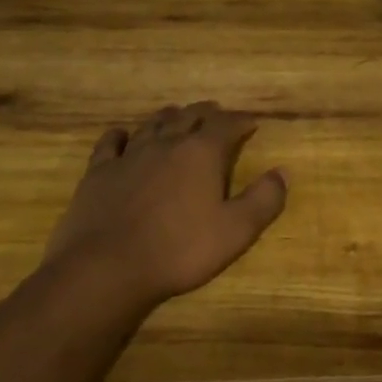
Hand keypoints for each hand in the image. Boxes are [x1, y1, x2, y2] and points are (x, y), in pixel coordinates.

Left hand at [45, 102, 287, 306]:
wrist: (106, 268)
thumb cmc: (179, 250)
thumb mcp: (236, 231)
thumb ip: (264, 200)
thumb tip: (283, 172)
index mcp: (202, 153)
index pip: (227, 125)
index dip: (241, 121)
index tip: (251, 122)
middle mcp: (167, 143)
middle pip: (190, 117)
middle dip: (207, 113)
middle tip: (217, 114)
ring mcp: (130, 155)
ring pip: (153, 124)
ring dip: (169, 117)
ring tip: (178, 115)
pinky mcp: (99, 172)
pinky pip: (111, 143)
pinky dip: (120, 135)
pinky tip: (121, 135)